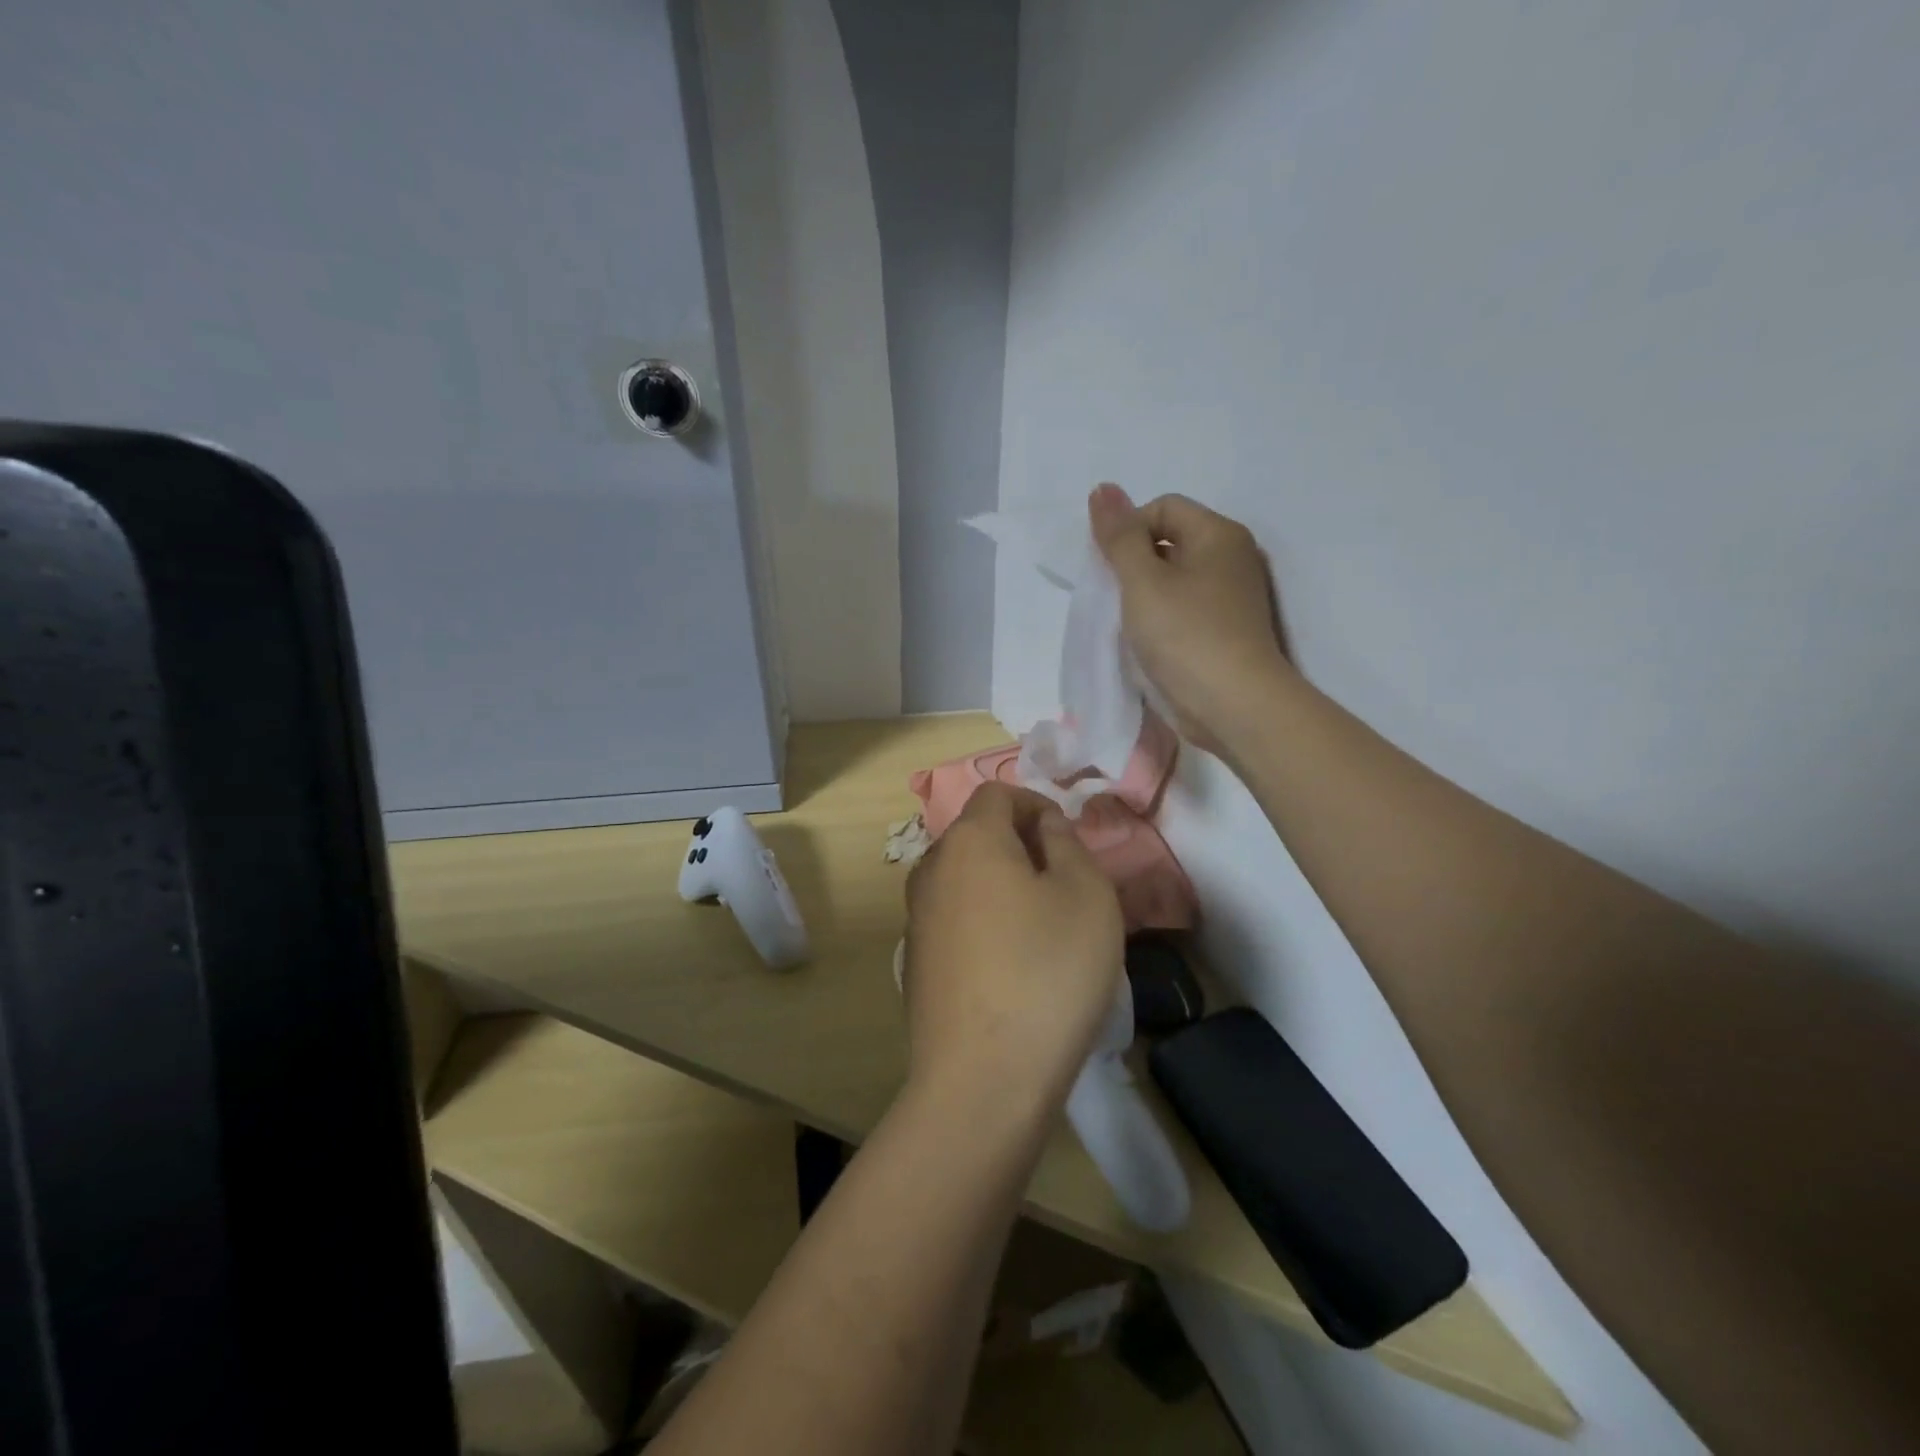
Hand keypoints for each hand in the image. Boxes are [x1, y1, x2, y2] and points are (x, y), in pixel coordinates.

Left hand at [902, 783, 1124, 1121]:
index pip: (998, 794)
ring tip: (1045, 928)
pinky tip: (1013, 967)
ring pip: (966, 879)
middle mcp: (932, 869)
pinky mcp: (916, 962)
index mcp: (969, 841)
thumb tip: (1044, 825)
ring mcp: (917, 918)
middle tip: (1066, 885)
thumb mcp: (1086, 895)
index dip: (1037, 804)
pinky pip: (956, 920)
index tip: (1068, 841)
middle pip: (978, 835)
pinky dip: (985, 922)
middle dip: (1023, 845)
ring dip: (1005, 886)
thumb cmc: (1047, 972)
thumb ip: (1066, 843)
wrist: (983, 1079)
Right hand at [1088, 483, 1293, 756]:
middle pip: (1170, 541)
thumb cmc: (1185, 636)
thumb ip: (1119, 536)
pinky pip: (1186, 609)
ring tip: (1130, 624)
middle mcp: (1233, 557)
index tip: (1112, 571)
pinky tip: (1150, 643)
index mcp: (1219, 534)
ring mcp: (1234, 597)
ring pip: (1176, 579)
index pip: (1163, 507)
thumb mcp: (1142, 581)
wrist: (1234, 706)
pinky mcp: (1228, 630)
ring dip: (1146, 595)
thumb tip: (1103, 488)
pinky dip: (1164, 618)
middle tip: (1116, 599)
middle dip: (1135, 564)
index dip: (1128, 531)